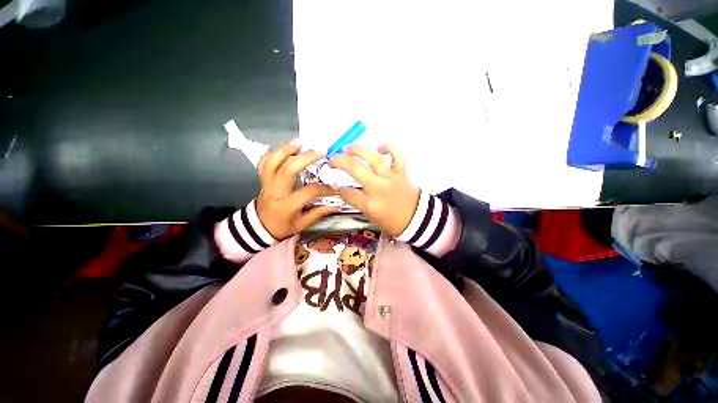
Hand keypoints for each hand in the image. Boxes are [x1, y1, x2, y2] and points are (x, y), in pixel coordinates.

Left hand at [256, 140, 338, 239]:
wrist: (258, 227)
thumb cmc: (282, 227)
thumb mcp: (301, 225)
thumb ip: (318, 213)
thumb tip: (337, 206)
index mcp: (286, 206)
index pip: (307, 192)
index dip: (323, 188)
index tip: (334, 186)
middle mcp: (275, 191)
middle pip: (287, 170)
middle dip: (304, 158)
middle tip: (320, 151)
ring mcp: (266, 183)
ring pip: (272, 161)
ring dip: (286, 148)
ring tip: (301, 141)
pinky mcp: (263, 178)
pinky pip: (265, 161)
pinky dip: (275, 151)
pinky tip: (288, 147)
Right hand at [328, 145, 419, 235]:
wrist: (416, 220)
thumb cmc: (392, 222)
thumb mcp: (371, 217)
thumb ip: (358, 203)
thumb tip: (345, 189)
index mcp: (370, 204)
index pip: (347, 193)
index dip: (338, 188)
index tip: (335, 185)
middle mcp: (379, 188)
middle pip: (355, 169)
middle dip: (339, 161)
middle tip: (332, 159)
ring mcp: (391, 177)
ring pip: (373, 158)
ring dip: (358, 150)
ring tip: (348, 148)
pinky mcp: (401, 172)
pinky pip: (397, 154)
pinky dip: (389, 148)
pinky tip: (380, 149)